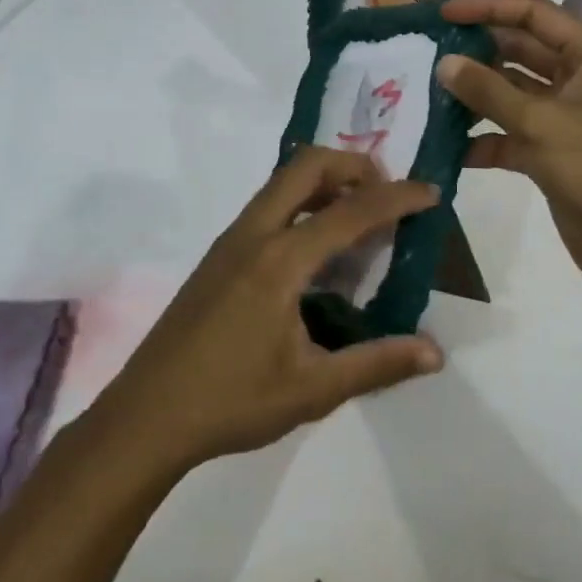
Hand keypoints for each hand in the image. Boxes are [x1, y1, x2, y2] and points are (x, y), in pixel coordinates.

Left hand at [89, 147, 444, 475]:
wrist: (146, 415)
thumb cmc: (232, 402)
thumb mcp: (313, 390)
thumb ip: (376, 364)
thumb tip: (434, 352)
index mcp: (280, 260)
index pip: (350, 212)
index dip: (396, 198)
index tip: (431, 193)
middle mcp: (254, 234)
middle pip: (307, 166)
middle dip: (354, 166)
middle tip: (387, 193)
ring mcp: (230, 240)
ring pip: (282, 181)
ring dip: (325, 181)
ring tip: (359, 216)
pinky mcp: (218, 254)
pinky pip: (268, 204)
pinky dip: (302, 202)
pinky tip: (316, 249)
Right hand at [436, 0, 581, 296]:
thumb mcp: (542, 124)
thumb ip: (489, 91)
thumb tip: (444, 63)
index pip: (533, 15)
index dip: (488, 7)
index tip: (443, 12)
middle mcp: (579, 78)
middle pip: (519, 51)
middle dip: (475, 51)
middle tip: (427, 52)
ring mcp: (564, 115)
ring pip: (510, 93)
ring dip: (474, 96)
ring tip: (428, 94)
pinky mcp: (551, 151)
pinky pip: (509, 133)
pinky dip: (482, 139)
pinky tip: (447, 147)